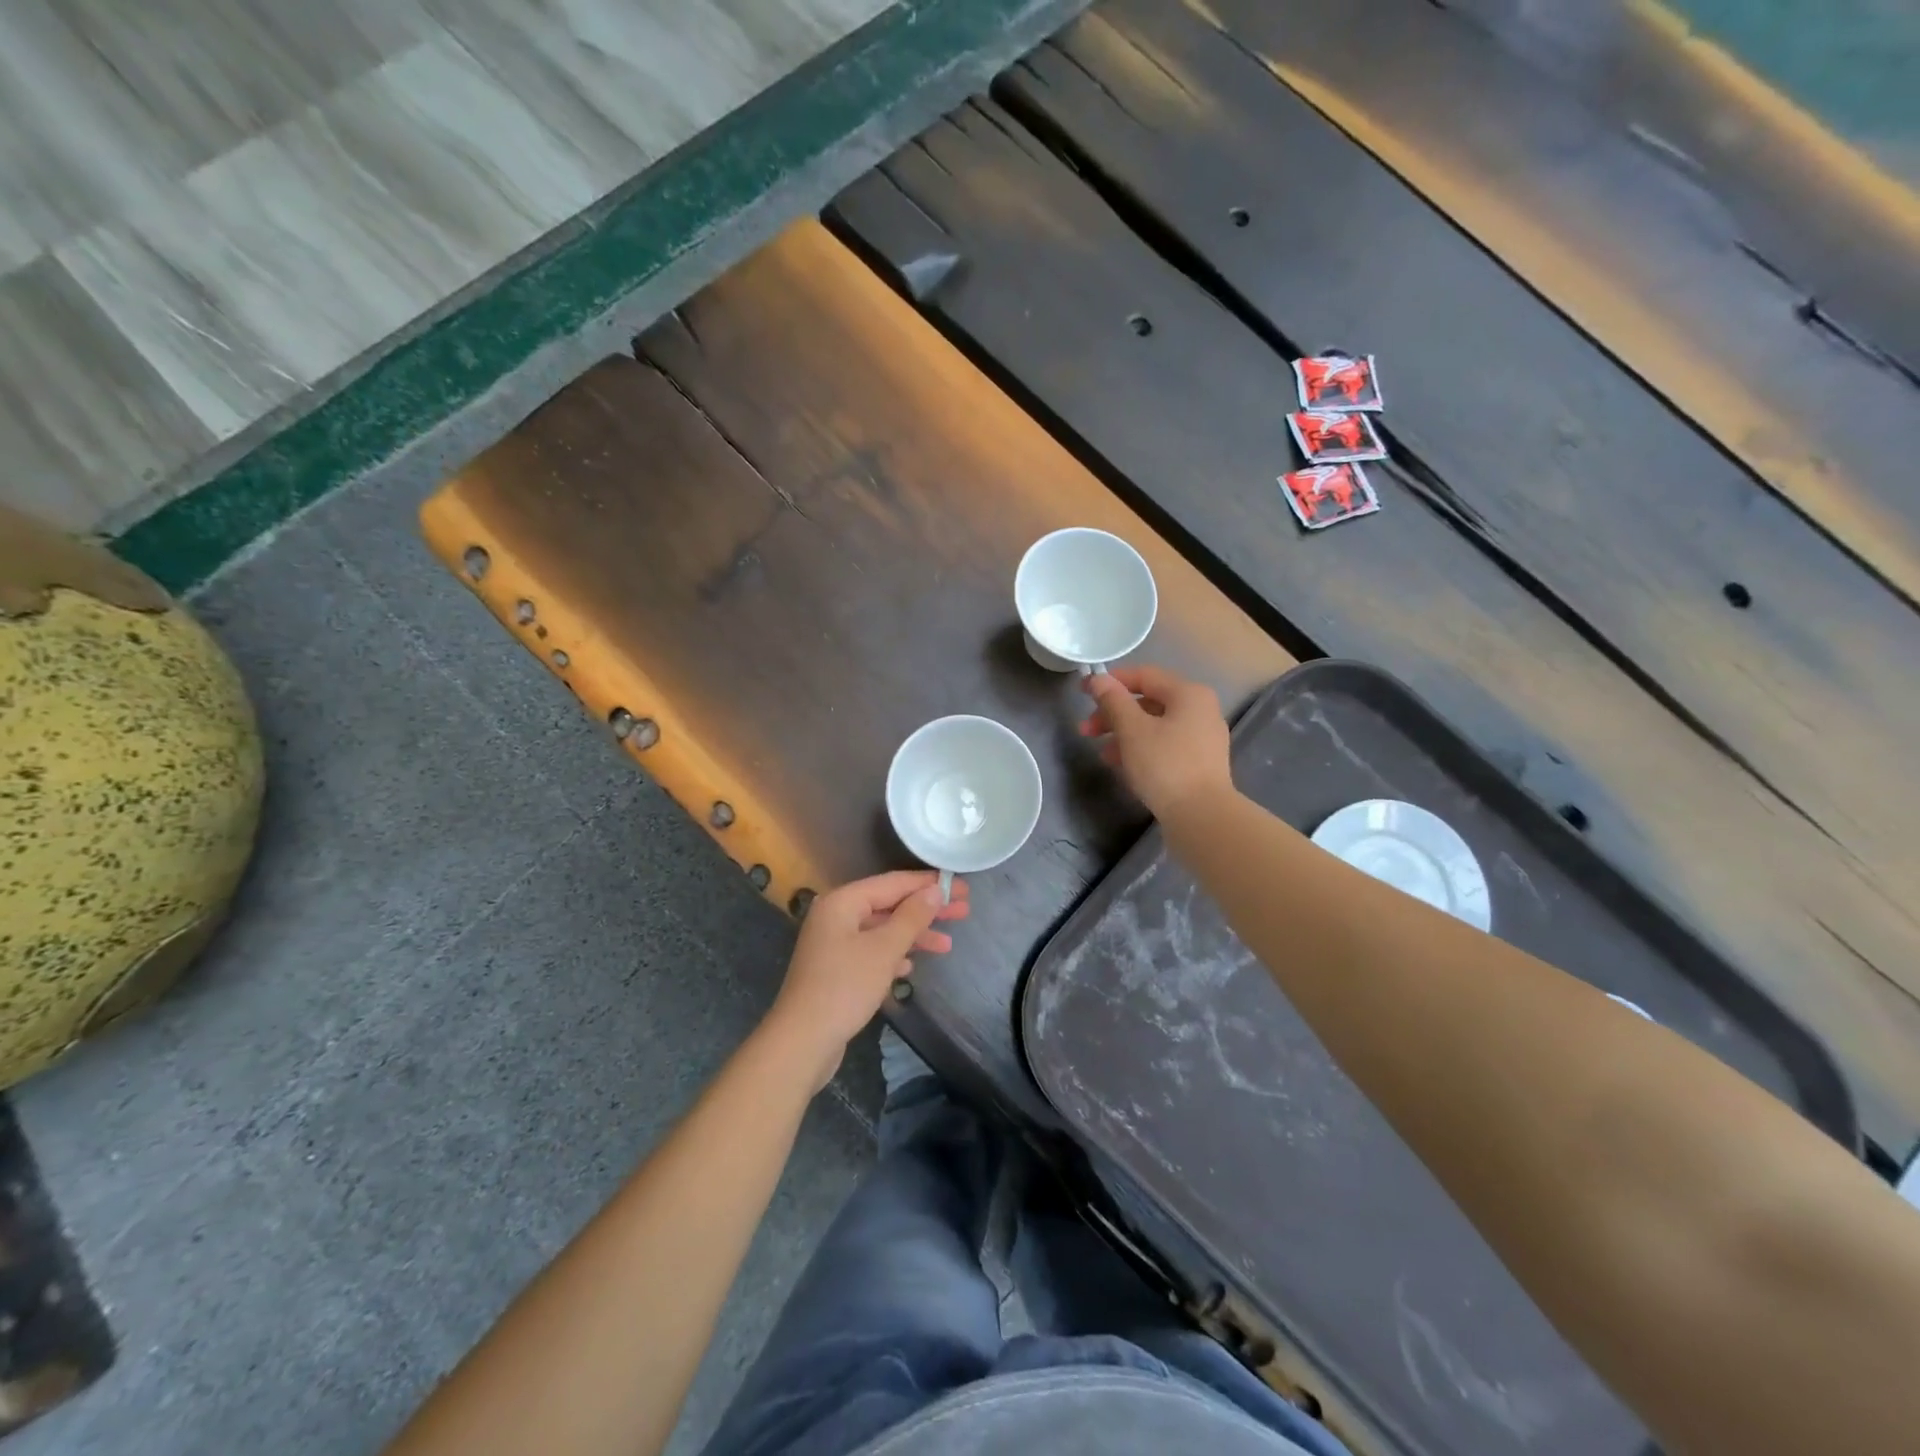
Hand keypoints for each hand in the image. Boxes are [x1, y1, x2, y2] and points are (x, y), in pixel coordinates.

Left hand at [764, 870, 969, 1087]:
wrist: (802, 1041)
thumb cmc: (844, 987)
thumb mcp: (884, 949)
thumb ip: (912, 917)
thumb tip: (935, 890)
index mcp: (843, 901)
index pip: (894, 882)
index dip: (929, 884)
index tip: (961, 888)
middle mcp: (836, 916)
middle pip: (889, 905)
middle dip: (925, 910)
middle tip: (963, 912)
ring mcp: (833, 943)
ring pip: (882, 930)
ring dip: (913, 936)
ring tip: (947, 945)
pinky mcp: (835, 969)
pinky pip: (871, 951)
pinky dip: (893, 955)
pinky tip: (910, 967)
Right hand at [1078, 665, 1232, 819]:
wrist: (1202, 817)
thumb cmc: (1165, 765)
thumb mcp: (1132, 730)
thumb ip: (1113, 700)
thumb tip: (1097, 679)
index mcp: (1188, 694)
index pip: (1144, 675)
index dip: (1111, 681)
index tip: (1083, 692)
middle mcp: (1200, 710)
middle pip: (1148, 702)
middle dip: (1113, 714)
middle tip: (1086, 730)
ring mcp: (1202, 739)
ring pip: (1154, 726)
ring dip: (1124, 735)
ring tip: (1102, 754)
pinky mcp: (1199, 764)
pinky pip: (1164, 746)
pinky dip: (1141, 750)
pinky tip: (1123, 767)